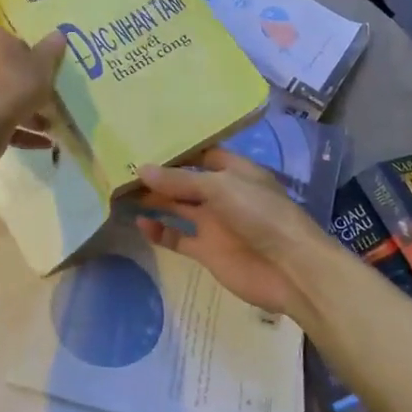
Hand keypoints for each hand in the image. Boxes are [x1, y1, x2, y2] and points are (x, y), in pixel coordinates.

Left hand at [0, 25, 64, 143]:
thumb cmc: (13, 85)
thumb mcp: (43, 65)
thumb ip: (52, 49)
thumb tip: (59, 33)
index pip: (12, 40)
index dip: (32, 55)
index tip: (46, 71)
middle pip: (5, 69)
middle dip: (27, 86)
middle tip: (49, 99)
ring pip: (1, 96)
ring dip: (25, 111)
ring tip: (49, 126)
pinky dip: (16, 128)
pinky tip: (41, 143)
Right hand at [136, 149, 326, 322]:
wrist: (289, 269)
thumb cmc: (260, 215)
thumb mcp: (220, 187)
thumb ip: (180, 181)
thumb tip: (142, 169)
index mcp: (235, 171)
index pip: (202, 154)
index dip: (177, 150)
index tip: (144, 142)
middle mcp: (223, 194)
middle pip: (185, 181)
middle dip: (159, 175)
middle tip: (123, 168)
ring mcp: (214, 223)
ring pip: (178, 208)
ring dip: (155, 201)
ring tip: (122, 192)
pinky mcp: (207, 251)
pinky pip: (178, 238)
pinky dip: (160, 232)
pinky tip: (140, 224)